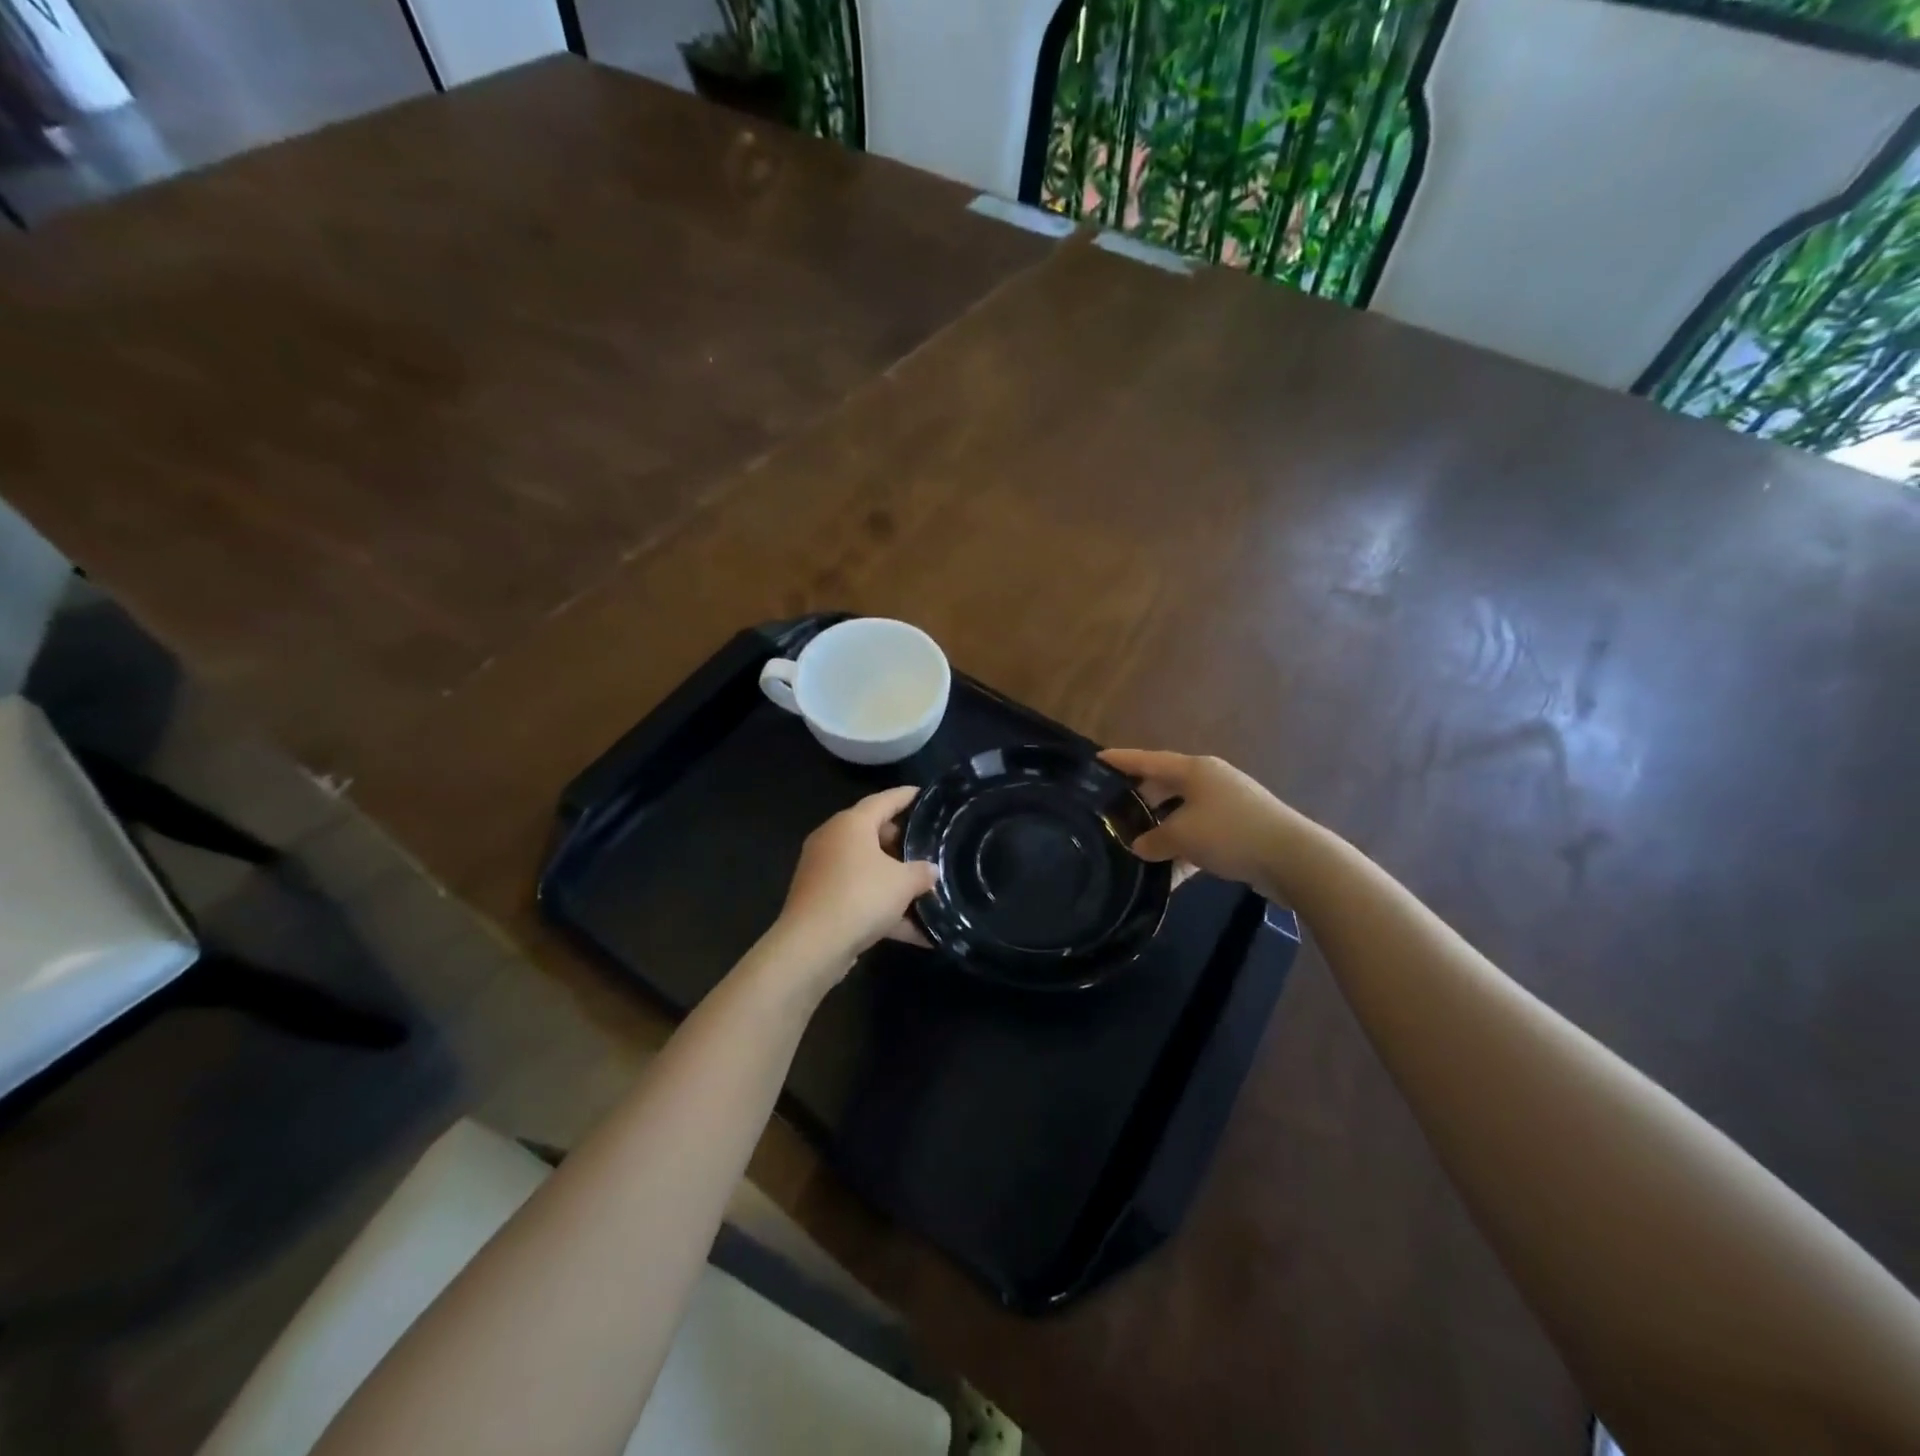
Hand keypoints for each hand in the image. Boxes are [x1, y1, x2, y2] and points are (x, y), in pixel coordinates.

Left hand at [773, 785, 937, 972]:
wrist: (812, 946)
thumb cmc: (860, 896)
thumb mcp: (902, 883)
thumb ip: (921, 872)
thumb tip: (930, 871)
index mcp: (851, 824)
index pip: (883, 800)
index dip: (905, 796)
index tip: (923, 794)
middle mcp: (833, 841)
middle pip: (873, 834)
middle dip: (902, 843)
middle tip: (928, 848)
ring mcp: (824, 873)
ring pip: (867, 870)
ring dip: (895, 883)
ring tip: (928, 892)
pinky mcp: (822, 902)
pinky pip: (860, 898)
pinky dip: (885, 911)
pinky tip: (917, 933)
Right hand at [1100, 749, 1311, 899]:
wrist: (1292, 858)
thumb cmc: (1229, 833)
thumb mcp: (1182, 836)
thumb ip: (1153, 840)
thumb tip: (1139, 846)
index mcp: (1194, 770)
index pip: (1148, 760)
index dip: (1121, 760)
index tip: (1097, 759)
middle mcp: (1210, 780)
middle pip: (1165, 785)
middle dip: (1140, 799)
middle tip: (1113, 812)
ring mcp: (1227, 805)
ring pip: (1182, 813)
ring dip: (1162, 829)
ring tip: (1136, 844)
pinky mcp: (1239, 829)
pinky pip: (1201, 835)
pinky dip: (1184, 849)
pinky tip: (1168, 874)